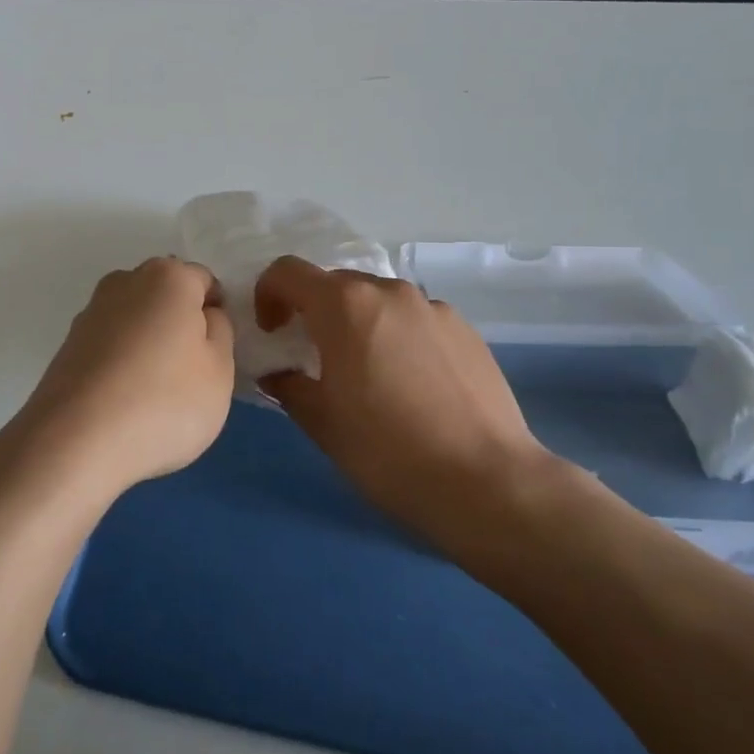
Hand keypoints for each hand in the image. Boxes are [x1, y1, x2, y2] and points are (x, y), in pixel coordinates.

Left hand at [0, 258, 235, 502]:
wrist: (75, 442)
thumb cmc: (164, 401)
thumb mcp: (220, 370)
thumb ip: (220, 332)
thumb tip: (204, 316)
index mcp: (169, 276)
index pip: (205, 282)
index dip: (216, 315)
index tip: (215, 354)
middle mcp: (125, 281)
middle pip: (166, 296)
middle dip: (179, 325)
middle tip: (189, 374)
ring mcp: (90, 312)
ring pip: (136, 321)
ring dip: (148, 344)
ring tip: (153, 394)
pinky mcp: (67, 345)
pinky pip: (110, 346)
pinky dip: (121, 364)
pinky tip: (124, 402)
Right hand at [256, 257, 555, 546]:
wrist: (486, 482)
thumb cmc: (387, 452)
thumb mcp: (322, 423)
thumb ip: (289, 386)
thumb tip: (278, 374)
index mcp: (344, 305)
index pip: (288, 272)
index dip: (268, 295)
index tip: (273, 333)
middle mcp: (389, 291)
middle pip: (336, 284)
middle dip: (316, 312)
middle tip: (316, 358)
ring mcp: (433, 307)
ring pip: (380, 301)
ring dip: (360, 323)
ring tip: (370, 375)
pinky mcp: (466, 329)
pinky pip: (416, 319)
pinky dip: (400, 336)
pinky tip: (413, 385)